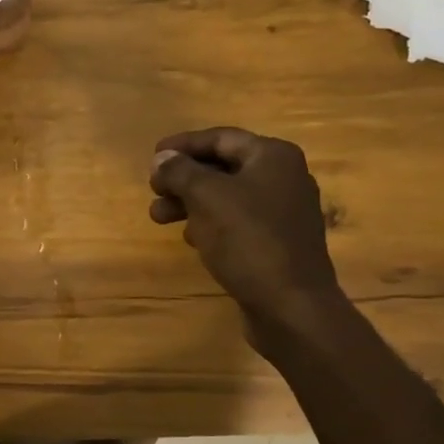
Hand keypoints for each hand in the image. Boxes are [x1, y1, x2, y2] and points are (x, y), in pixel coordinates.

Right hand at [149, 127, 343, 346]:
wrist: (291, 305)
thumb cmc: (249, 240)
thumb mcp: (207, 198)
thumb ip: (181, 172)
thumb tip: (162, 158)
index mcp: (273, 157)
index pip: (221, 138)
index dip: (184, 145)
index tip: (153, 157)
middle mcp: (284, 178)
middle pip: (223, 167)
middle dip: (184, 178)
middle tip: (153, 191)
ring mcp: (283, 213)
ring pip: (227, 198)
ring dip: (190, 204)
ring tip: (158, 218)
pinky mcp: (277, 243)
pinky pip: (237, 223)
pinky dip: (210, 224)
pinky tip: (190, 239)